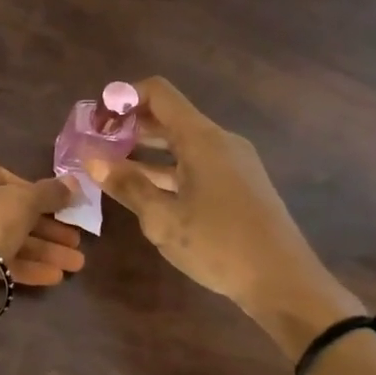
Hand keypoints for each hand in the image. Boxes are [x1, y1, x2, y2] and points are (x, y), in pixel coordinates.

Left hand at [0, 149, 86, 286]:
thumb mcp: (24, 202)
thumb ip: (50, 192)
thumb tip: (74, 183)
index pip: (3, 177)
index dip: (38, 195)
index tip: (63, 210)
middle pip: (3, 210)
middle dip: (45, 230)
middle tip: (74, 243)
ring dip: (39, 251)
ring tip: (74, 266)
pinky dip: (18, 264)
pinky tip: (52, 277)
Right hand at [85, 78, 363, 348]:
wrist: (283, 281)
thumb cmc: (218, 245)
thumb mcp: (163, 218)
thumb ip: (127, 185)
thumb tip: (92, 159)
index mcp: (202, 139)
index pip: (158, 93)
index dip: (124, 98)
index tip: (96, 120)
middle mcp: (219, 141)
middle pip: (168, 118)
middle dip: (129, 127)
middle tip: (95, 147)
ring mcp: (232, 163)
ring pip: (181, 144)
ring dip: (145, 152)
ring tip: (110, 170)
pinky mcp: (238, 185)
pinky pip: (195, 164)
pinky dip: (166, 170)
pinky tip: (144, 191)